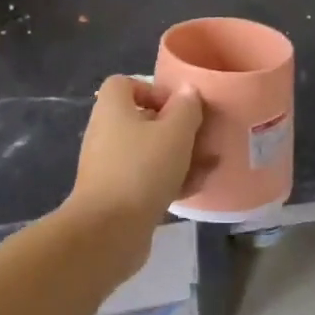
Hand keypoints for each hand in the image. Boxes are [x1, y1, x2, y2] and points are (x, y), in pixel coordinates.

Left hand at [66, 75, 206, 231]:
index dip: (154, 90)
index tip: (180, 107)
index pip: (126, 84)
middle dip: (175, 128)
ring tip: (208, 164)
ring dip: (178, 156)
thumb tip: (188, 91)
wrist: (108, 230)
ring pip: (148, 152)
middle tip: (201, 137)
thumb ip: (186, 108)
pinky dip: (169, 180)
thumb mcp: (175, 132)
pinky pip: (146, 179)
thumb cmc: (142, 169)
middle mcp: (106, 133)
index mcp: (113, 109)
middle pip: (142, 120)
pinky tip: (196, 188)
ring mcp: (109, 166)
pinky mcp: (116, 195)